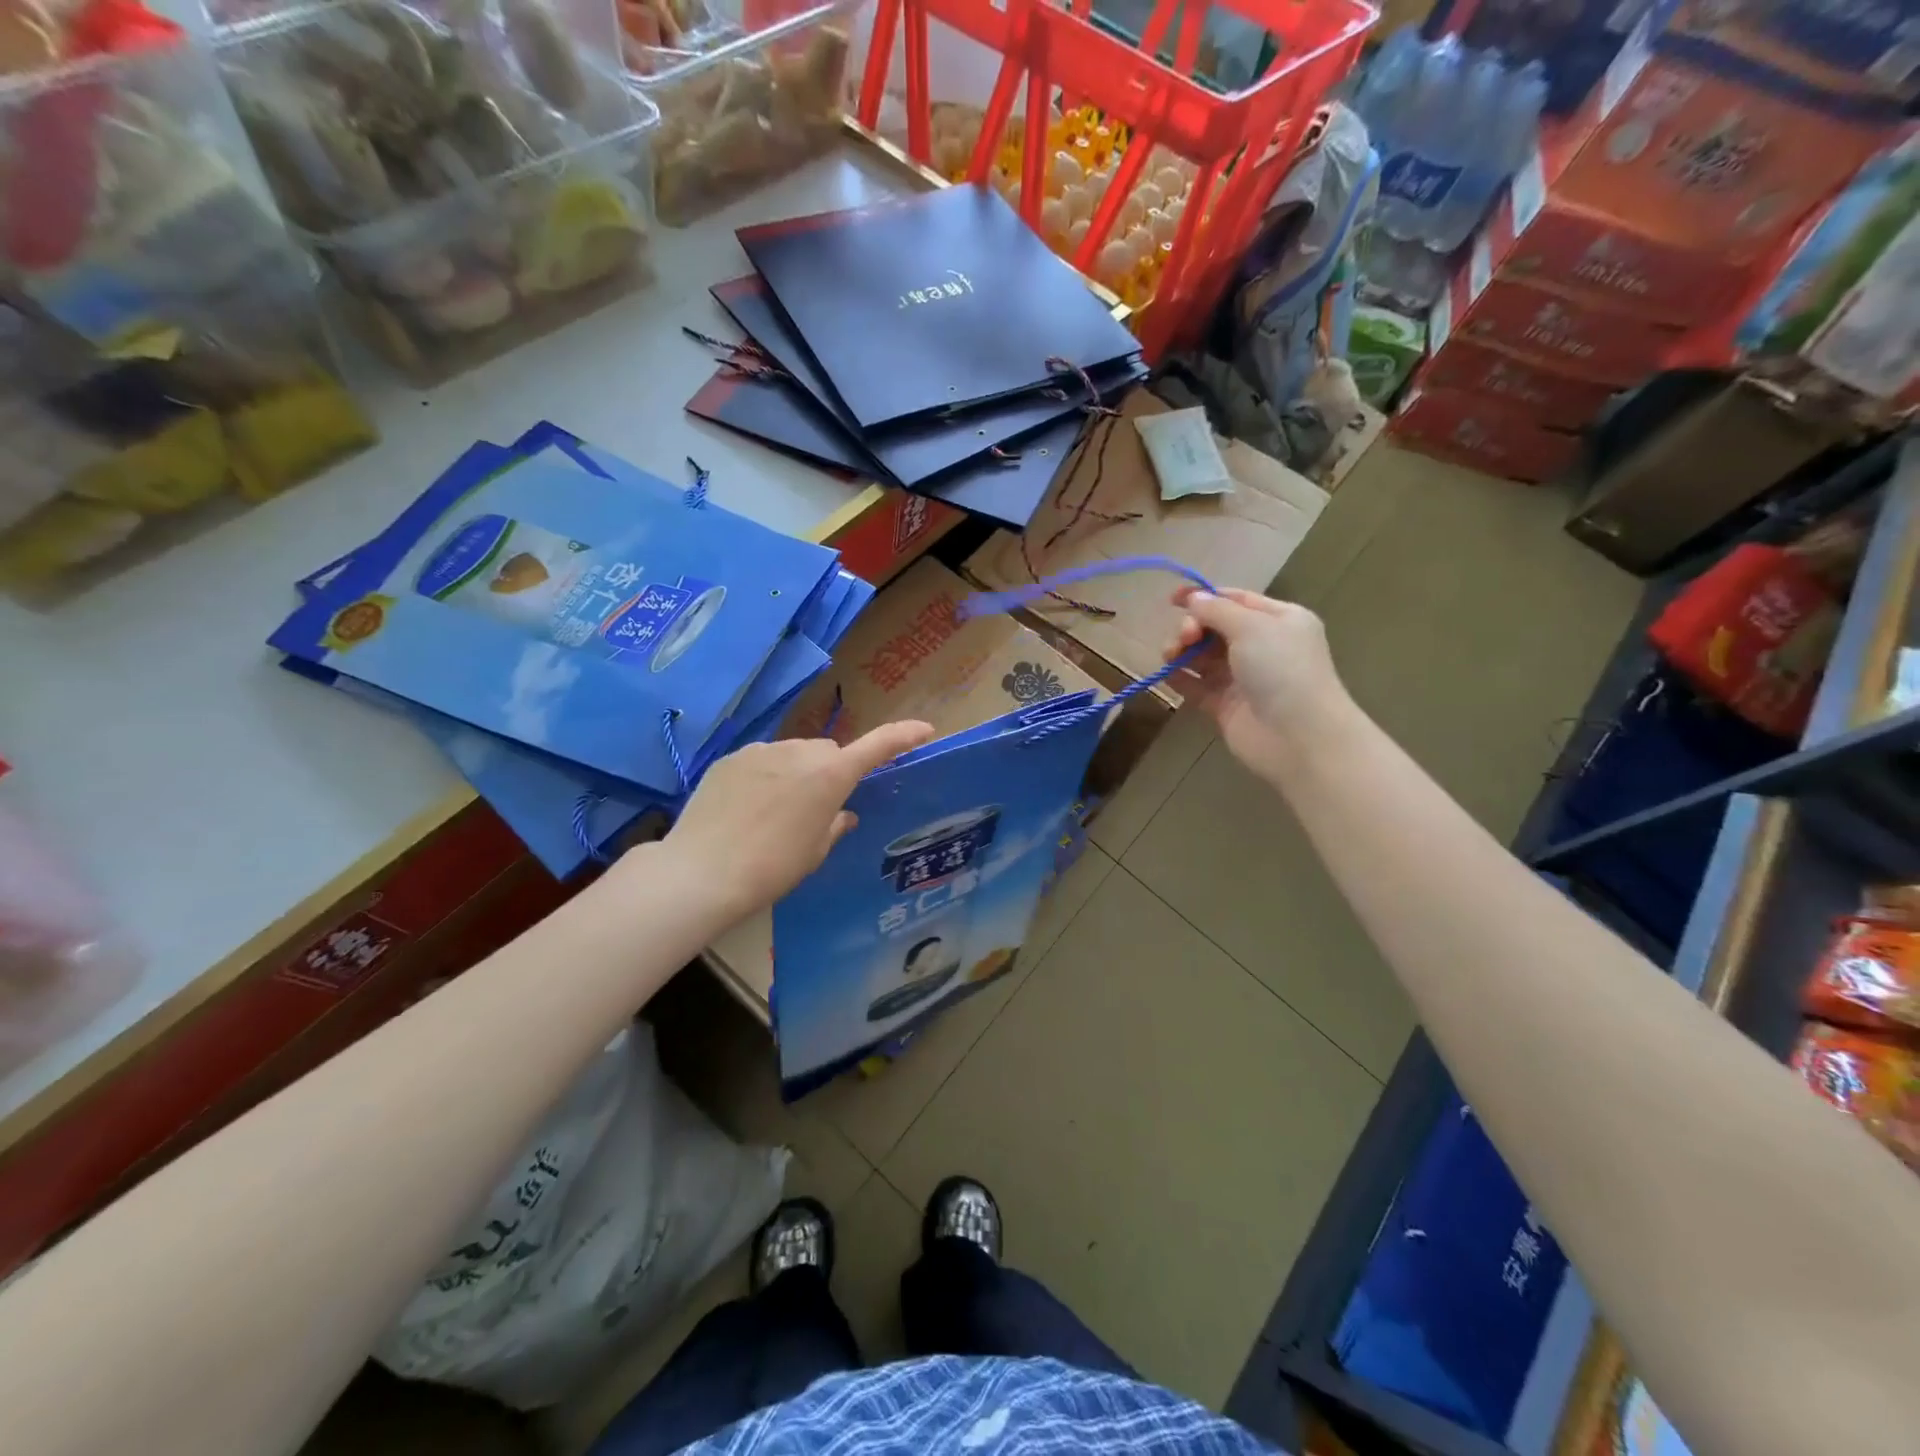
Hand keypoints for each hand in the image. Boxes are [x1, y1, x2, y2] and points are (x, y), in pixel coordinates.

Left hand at [659, 721, 934, 921]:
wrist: (701, 872)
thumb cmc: (772, 868)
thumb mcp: (814, 853)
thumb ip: (834, 825)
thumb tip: (842, 813)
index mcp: (830, 775)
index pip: (878, 746)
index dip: (903, 736)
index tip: (925, 730)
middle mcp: (800, 752)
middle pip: (828, 752)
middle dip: (832, 771)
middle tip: (819, 808)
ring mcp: (761, 751)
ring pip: (794, 755)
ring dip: (796, 773)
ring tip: (776, 813)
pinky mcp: (731, 758)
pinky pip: (761, 761)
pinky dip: (765, 776)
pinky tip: (747, 809)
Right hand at [1165, 587, 1353, 783]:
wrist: (1299, 737)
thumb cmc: (1282, 670)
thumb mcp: (1252, 627)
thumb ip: (1217, 610)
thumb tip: (1193, 598)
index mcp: (1279, 620)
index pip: (1236, 600)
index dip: (1204, 596)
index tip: (1172, 599)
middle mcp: (1262, 646)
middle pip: (1215, 627)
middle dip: (1193, 627)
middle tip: (1185, 638)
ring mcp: (1242, 677)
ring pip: (1202, 656)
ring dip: (1182, 650)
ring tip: (1171, 656)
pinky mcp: (1224, 705)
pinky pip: (1196, 685)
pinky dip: (1179, 676)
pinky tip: (1166, 672)